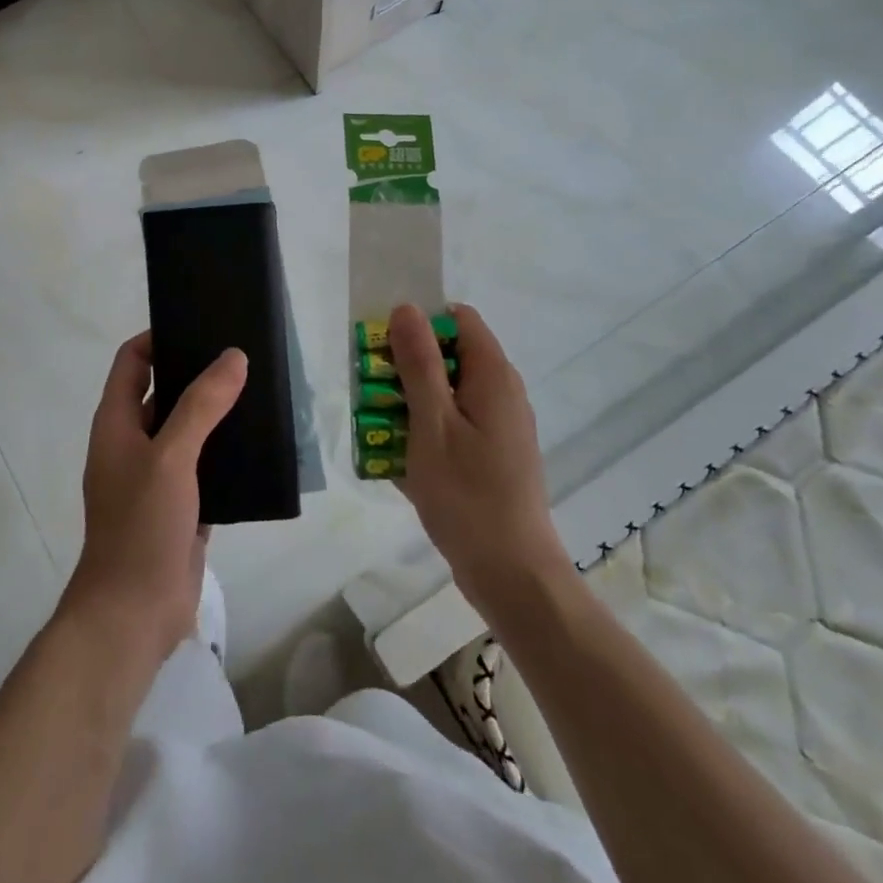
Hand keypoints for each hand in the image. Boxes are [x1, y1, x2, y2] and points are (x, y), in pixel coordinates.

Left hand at [61, 333, 247, 661]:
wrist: (133, 615)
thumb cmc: (141, 526)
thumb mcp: (170, 457)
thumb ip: (201, 405)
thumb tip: (233, 357)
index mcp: (116, 423)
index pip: (132, 361)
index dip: (158, 338)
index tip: (199, 324)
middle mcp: (133, 443)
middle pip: (163, 392)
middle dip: (197, 373)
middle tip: (242, 355)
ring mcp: (157, 477)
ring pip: (189, 430)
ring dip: (216, 413)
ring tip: (260, 391)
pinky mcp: (182, 506)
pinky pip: (206, 466)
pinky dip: (227, 453)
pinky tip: (261, 444)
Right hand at [390, 303, 569, 616]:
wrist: (511, 574)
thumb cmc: (467, 494)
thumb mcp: (432, 423)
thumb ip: (419, 363)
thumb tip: (407, 308)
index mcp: (493, 375)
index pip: (458, 319)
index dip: (420, 323)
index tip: (384, 347)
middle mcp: (500, 393)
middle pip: (449, 356)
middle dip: (406, 367)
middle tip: (371, 392)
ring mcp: (497, 427)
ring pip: (446, 393)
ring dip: (409, 403)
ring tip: (376, 429)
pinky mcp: (491, 456)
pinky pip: (452, 426)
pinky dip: (424, 432)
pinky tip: (398, 460)